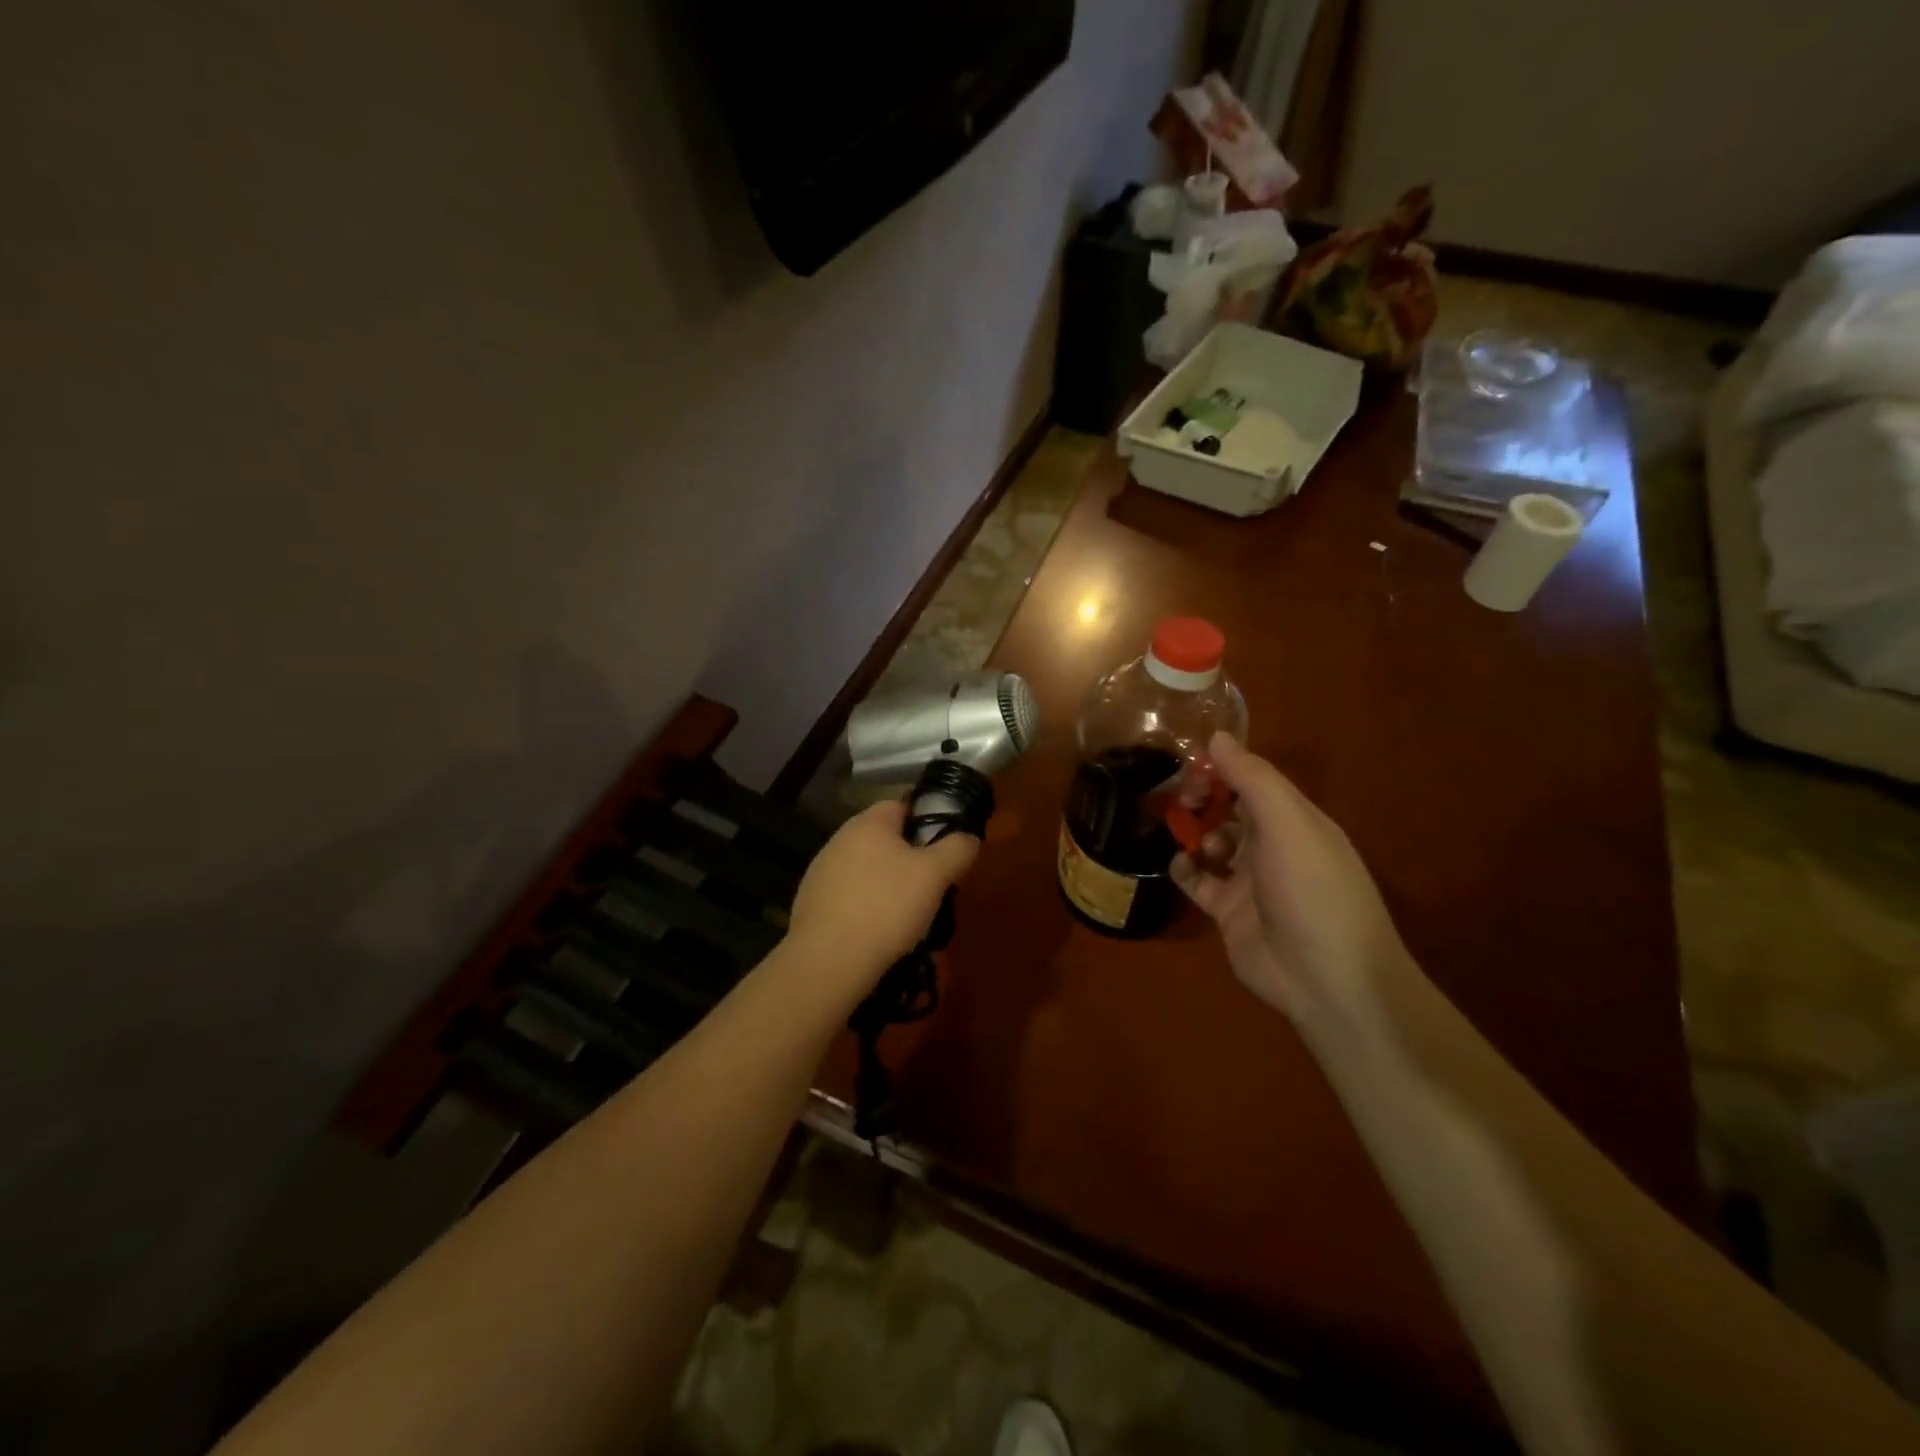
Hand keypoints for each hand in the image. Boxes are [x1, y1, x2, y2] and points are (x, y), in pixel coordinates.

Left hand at [787, 800, 979, 989]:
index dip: (927, 821)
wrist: (828, 960)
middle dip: (910, 857)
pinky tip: (879, 930)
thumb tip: (968, 836)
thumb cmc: (886, 906)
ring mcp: (822, 871)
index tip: (945, 849)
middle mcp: (840, 839)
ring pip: (867, 868)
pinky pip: (850, 894)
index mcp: (868, 823)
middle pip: (884, 838)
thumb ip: (957, 848)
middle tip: (931, 884)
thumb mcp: (935, 875)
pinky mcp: (812, 902)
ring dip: (888, 883)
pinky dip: (867, 905)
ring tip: (908, 913)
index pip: (902, 805)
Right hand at [1171, 734, 1410, 1027]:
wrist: (1327, 980)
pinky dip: (1185, 870)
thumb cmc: (1313, 891)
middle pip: (1231, 809)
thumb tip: (1217, 737)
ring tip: (1183, 835)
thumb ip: (1253, 779)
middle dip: (1203, 798)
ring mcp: (1251, 881)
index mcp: (1296, 821)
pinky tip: (1179, 866)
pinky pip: (1199, 882)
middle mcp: (1274, 846)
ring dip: (1194, 832)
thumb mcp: (1289, 825)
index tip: (1189, 765)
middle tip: (1179, 799)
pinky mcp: (1229, 912)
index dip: (1222, 768)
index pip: (1254, 781)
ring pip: (1213, 843)